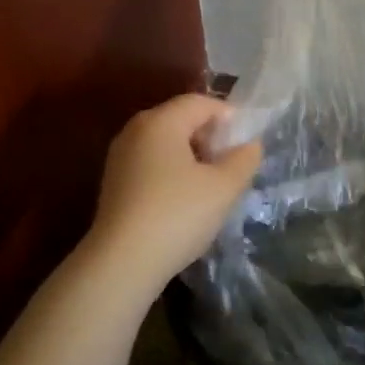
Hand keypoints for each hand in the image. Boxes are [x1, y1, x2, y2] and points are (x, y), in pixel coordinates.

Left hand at [87, 94, 261, 289]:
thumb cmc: (178, 214)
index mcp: (161, 121)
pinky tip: (186, 199)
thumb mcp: (224, 187)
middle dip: (210, 136)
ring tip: (213, 184)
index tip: (247, 141)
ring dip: (192, 156)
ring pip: (165, 143)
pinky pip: (151, 163)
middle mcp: (135, 130)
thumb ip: (244, 159)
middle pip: (180, 119)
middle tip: (233, 163)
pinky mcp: (114, 183)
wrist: (123, 262)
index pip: (200, 103)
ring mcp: (120, 157)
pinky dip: (173, 171)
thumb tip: (250, 144)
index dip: (229, 116)